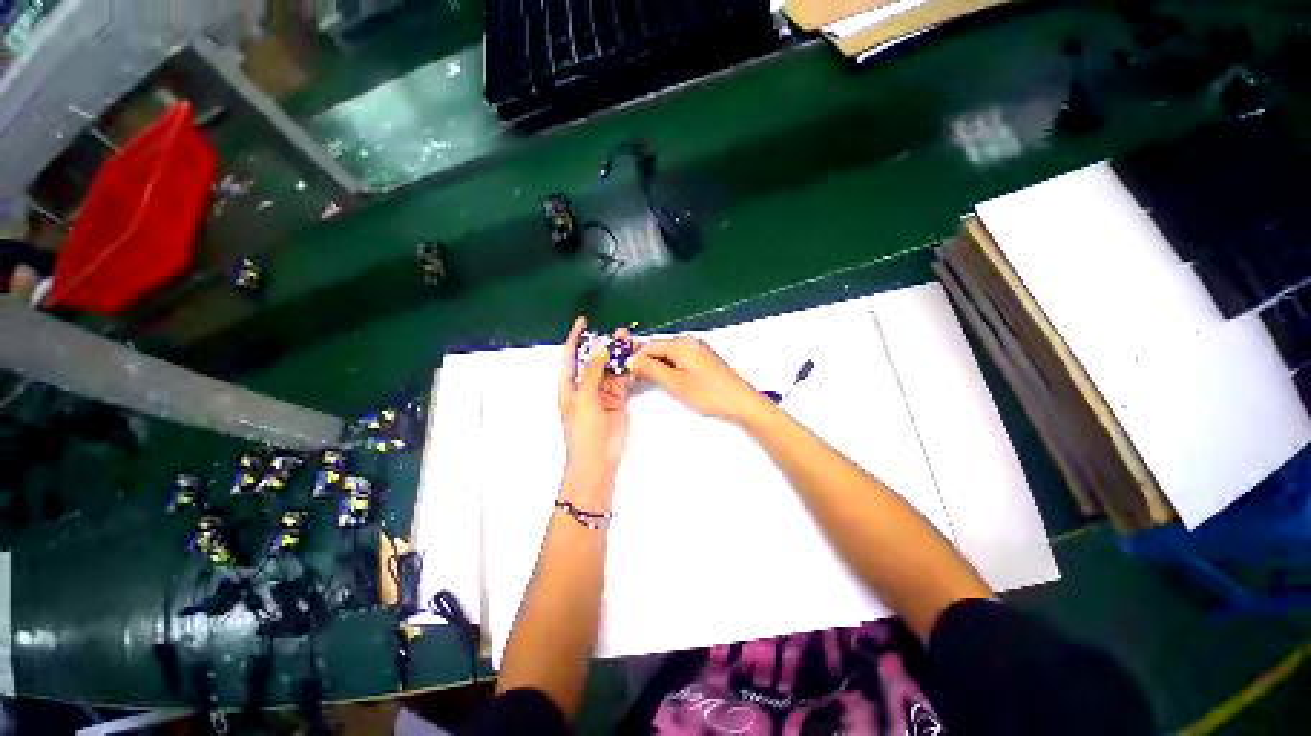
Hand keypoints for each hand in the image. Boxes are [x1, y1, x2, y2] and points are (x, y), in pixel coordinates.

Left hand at [557, 317, 629, 499]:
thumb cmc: (583, 431)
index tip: (582, 322)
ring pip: (609, 369)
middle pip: (592, 360)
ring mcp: (602, 393)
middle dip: (602, 345)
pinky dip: (626, 370)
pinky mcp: (617, 399)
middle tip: (615, 332)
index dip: (575, 339)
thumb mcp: (584, 398)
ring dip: (616, 356)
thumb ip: (592, 372)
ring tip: (626, 341)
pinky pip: (621, 380)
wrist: (598, 457)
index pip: (570, 356)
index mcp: (569, 385)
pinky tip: (632, 359)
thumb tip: (598, 348)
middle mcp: (584, 387)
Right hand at [629, 337, 763, 421]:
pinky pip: (680, 358)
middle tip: (638, 380)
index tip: (626, 372)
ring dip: (658, 366)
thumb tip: (632, 360)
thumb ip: (651, 369)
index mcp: (681, 344)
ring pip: (669, 354)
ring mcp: (699, 349)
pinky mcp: (704, 358)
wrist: (741, 402)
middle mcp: (689, 341)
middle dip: (646, 362)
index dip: (635, 358)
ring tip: (653, 382)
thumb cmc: (709, 393)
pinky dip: (671, 367)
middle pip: (659, 348)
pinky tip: (670, 380)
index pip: (649, 345)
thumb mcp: (674, 383)